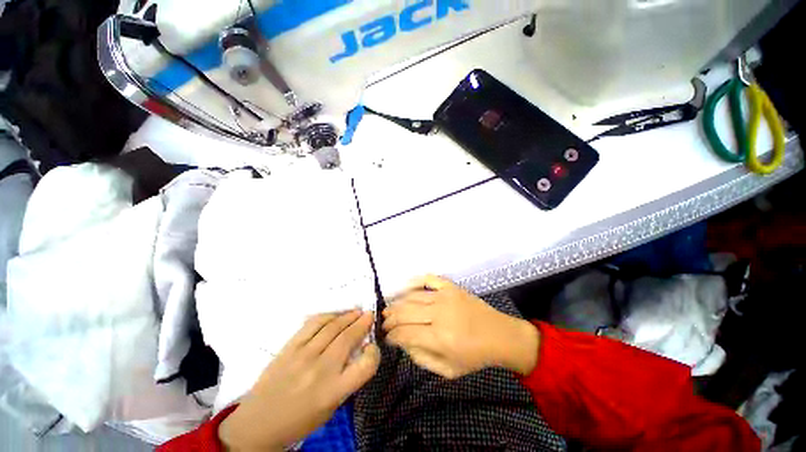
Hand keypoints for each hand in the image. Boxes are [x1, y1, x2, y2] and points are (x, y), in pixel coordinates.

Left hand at [219, 311, 379, 450]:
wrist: (258, 423)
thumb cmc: (300, 419)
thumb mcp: (331, 407)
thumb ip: (348, 379)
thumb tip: (359, 350)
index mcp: (334, 391)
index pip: (366, 365)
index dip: (374, 352)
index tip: (371, 346)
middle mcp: (321, 370)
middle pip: (348, 338)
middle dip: (362, 323)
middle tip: (369, 315)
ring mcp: (304, 355)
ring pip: (332, 326)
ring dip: (348, 316)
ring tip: (356, 312)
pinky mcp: (290, 347)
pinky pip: (313, 323)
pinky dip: (328, 316)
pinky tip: (335, 315)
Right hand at [382, 275, 539, 378]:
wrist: (500, 335)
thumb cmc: (474, 356)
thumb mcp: (448, 370)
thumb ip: (422, 358)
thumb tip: (404, 343)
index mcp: (439, 338)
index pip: (405, 334)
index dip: (391, 336)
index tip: (386, 338)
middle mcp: (439, 314)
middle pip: (405, 313)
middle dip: (390, 319)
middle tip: (384, 323)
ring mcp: (445, 296)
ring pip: (413, 297)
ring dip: (397, 303)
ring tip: (389, 309)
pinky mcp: (451, 287)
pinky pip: (429, 279)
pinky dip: (415, 281)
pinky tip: (405, 287)